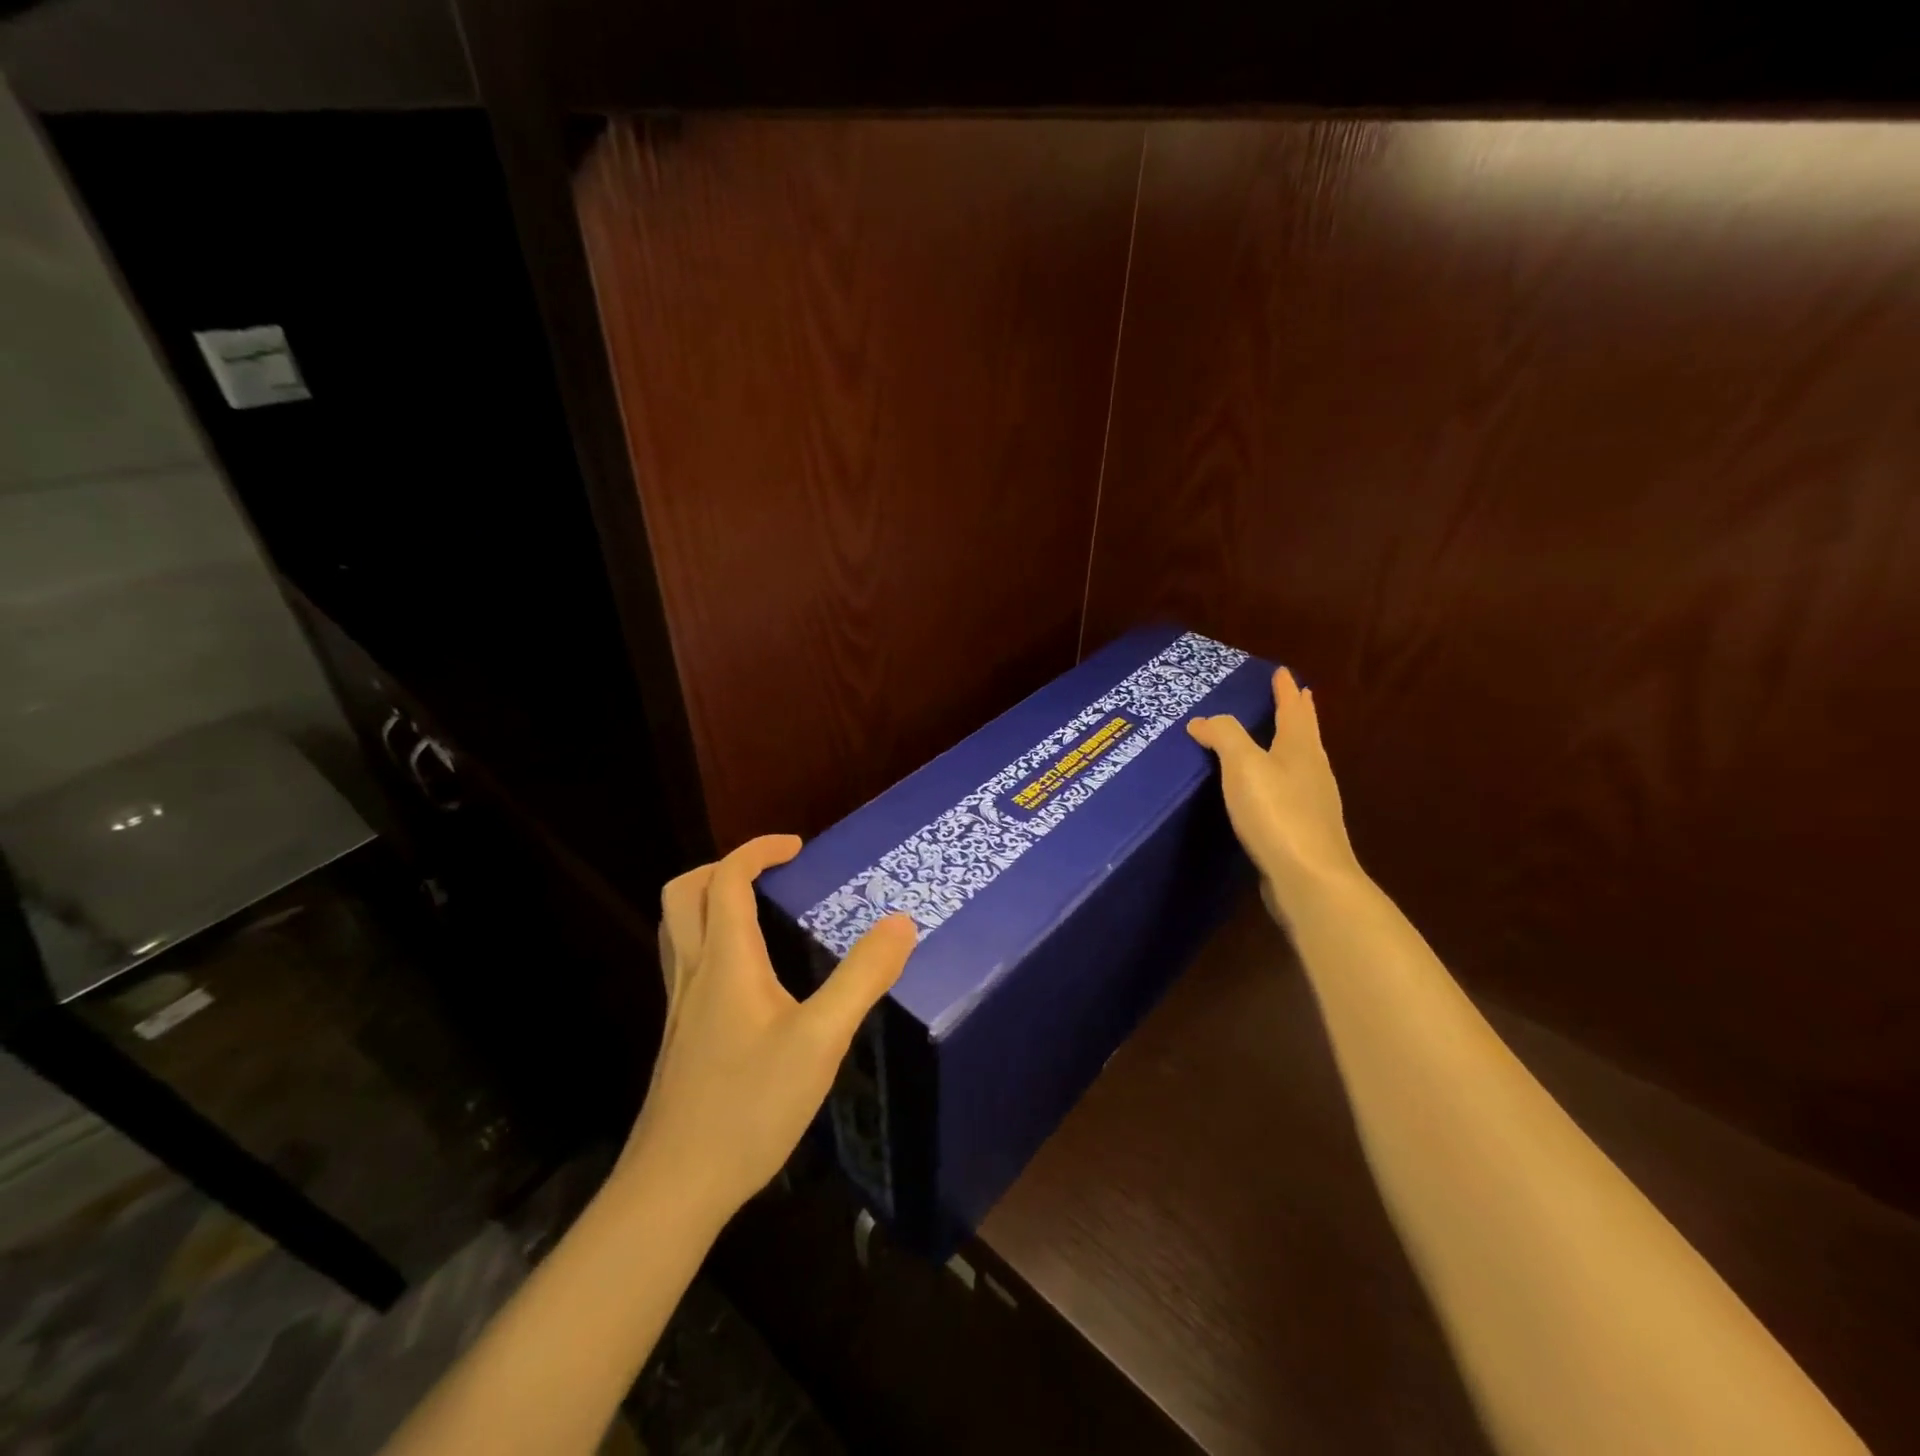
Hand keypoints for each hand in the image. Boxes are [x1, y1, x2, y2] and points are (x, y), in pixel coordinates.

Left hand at [620, 834, 916, 1224]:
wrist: (674, 1188)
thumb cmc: (749, 1106)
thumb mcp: (821, 1040)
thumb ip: (862, 978)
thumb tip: (901, 923)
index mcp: (725, 961)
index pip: (727, 880)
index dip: (758, 850)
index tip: (797, 847)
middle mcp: (694, 974)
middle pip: (684, 895)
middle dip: (722, 868)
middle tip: (770, 874)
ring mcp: (680, 1008)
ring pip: (678, 930)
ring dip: (711, 903)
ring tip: (758, 912)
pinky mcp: (681, 1038)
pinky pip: (686, 964)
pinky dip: (712, 942)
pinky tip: (749, 978)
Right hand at [1187, 667, 1361, 905]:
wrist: (1309, 879)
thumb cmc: (1277, 813)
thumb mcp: (1244, 766)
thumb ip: (1225, 737)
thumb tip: (1202, 720)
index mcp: (1300, 749)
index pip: (1293, 710)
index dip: (1285, 690)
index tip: (1283, 673)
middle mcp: (1313, 771)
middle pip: (1305, 734)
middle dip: (1297, 714)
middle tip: (1295, 696)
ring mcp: (1313, 803)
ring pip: (1301, 762)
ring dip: (1290, 745)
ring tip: (1278, 738)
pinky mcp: (1304, 831)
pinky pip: (1290, 791)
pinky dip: (1280, 778)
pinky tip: (1269, 791)